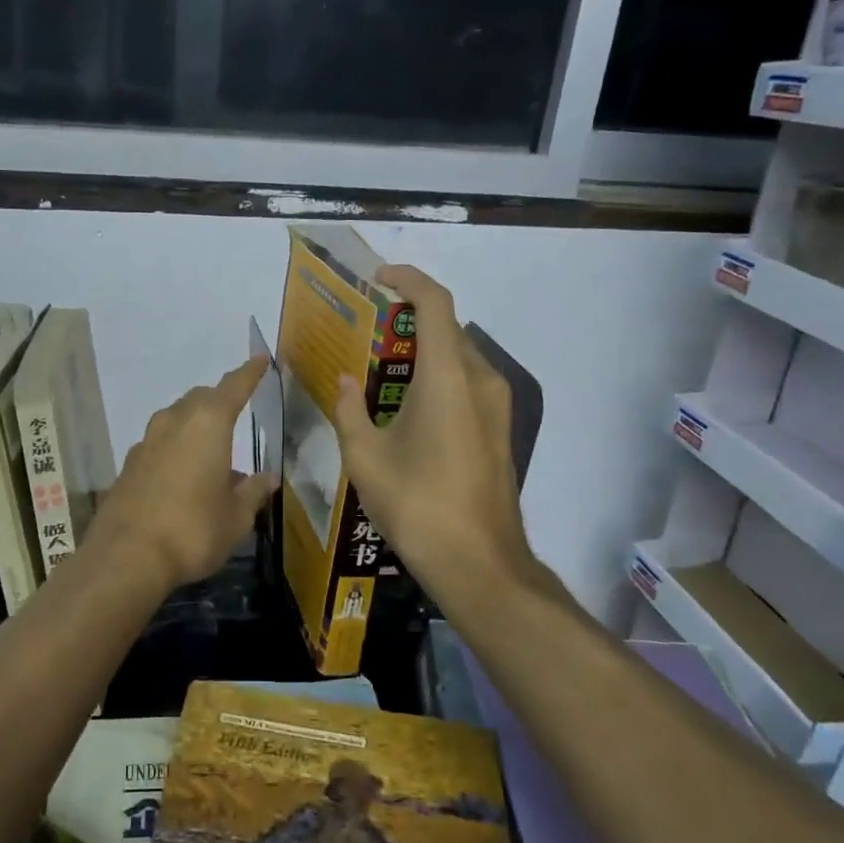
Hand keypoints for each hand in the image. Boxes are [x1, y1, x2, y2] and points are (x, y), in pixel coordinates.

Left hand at [85, 355, 278, 594]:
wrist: (126, 557)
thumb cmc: (193, 531)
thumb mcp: (235, 517)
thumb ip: (252, 492)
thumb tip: (268, 477)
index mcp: (208, 424)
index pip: (234, 387)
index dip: (249, 373)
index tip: (260, 359)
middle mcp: (175, 422)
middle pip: (201, 399)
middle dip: (220, 401)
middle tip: (236, 414)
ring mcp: (146, 442)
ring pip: (176, 420)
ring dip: (195, 427)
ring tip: (212, 453)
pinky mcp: (128, 465)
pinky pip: (159, 444)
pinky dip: (175, 450)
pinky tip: (183, 477)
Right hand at [330, 266, 535, 603]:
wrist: (479, 563)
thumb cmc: (418, 505)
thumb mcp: (366, 458)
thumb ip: (349, 410)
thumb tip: (345, 381)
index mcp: (447, 377)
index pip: (435, 303)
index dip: (409, 279)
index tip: (379, 279)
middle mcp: (480, 380)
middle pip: (447, 328)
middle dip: (408, 319)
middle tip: (367, 332)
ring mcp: (496, 406)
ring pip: (459, 356)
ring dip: (423, 350)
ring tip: (381, 369)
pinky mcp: (498, 430)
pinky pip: (467, 383)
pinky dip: (437, 377)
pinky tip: (407, 406)